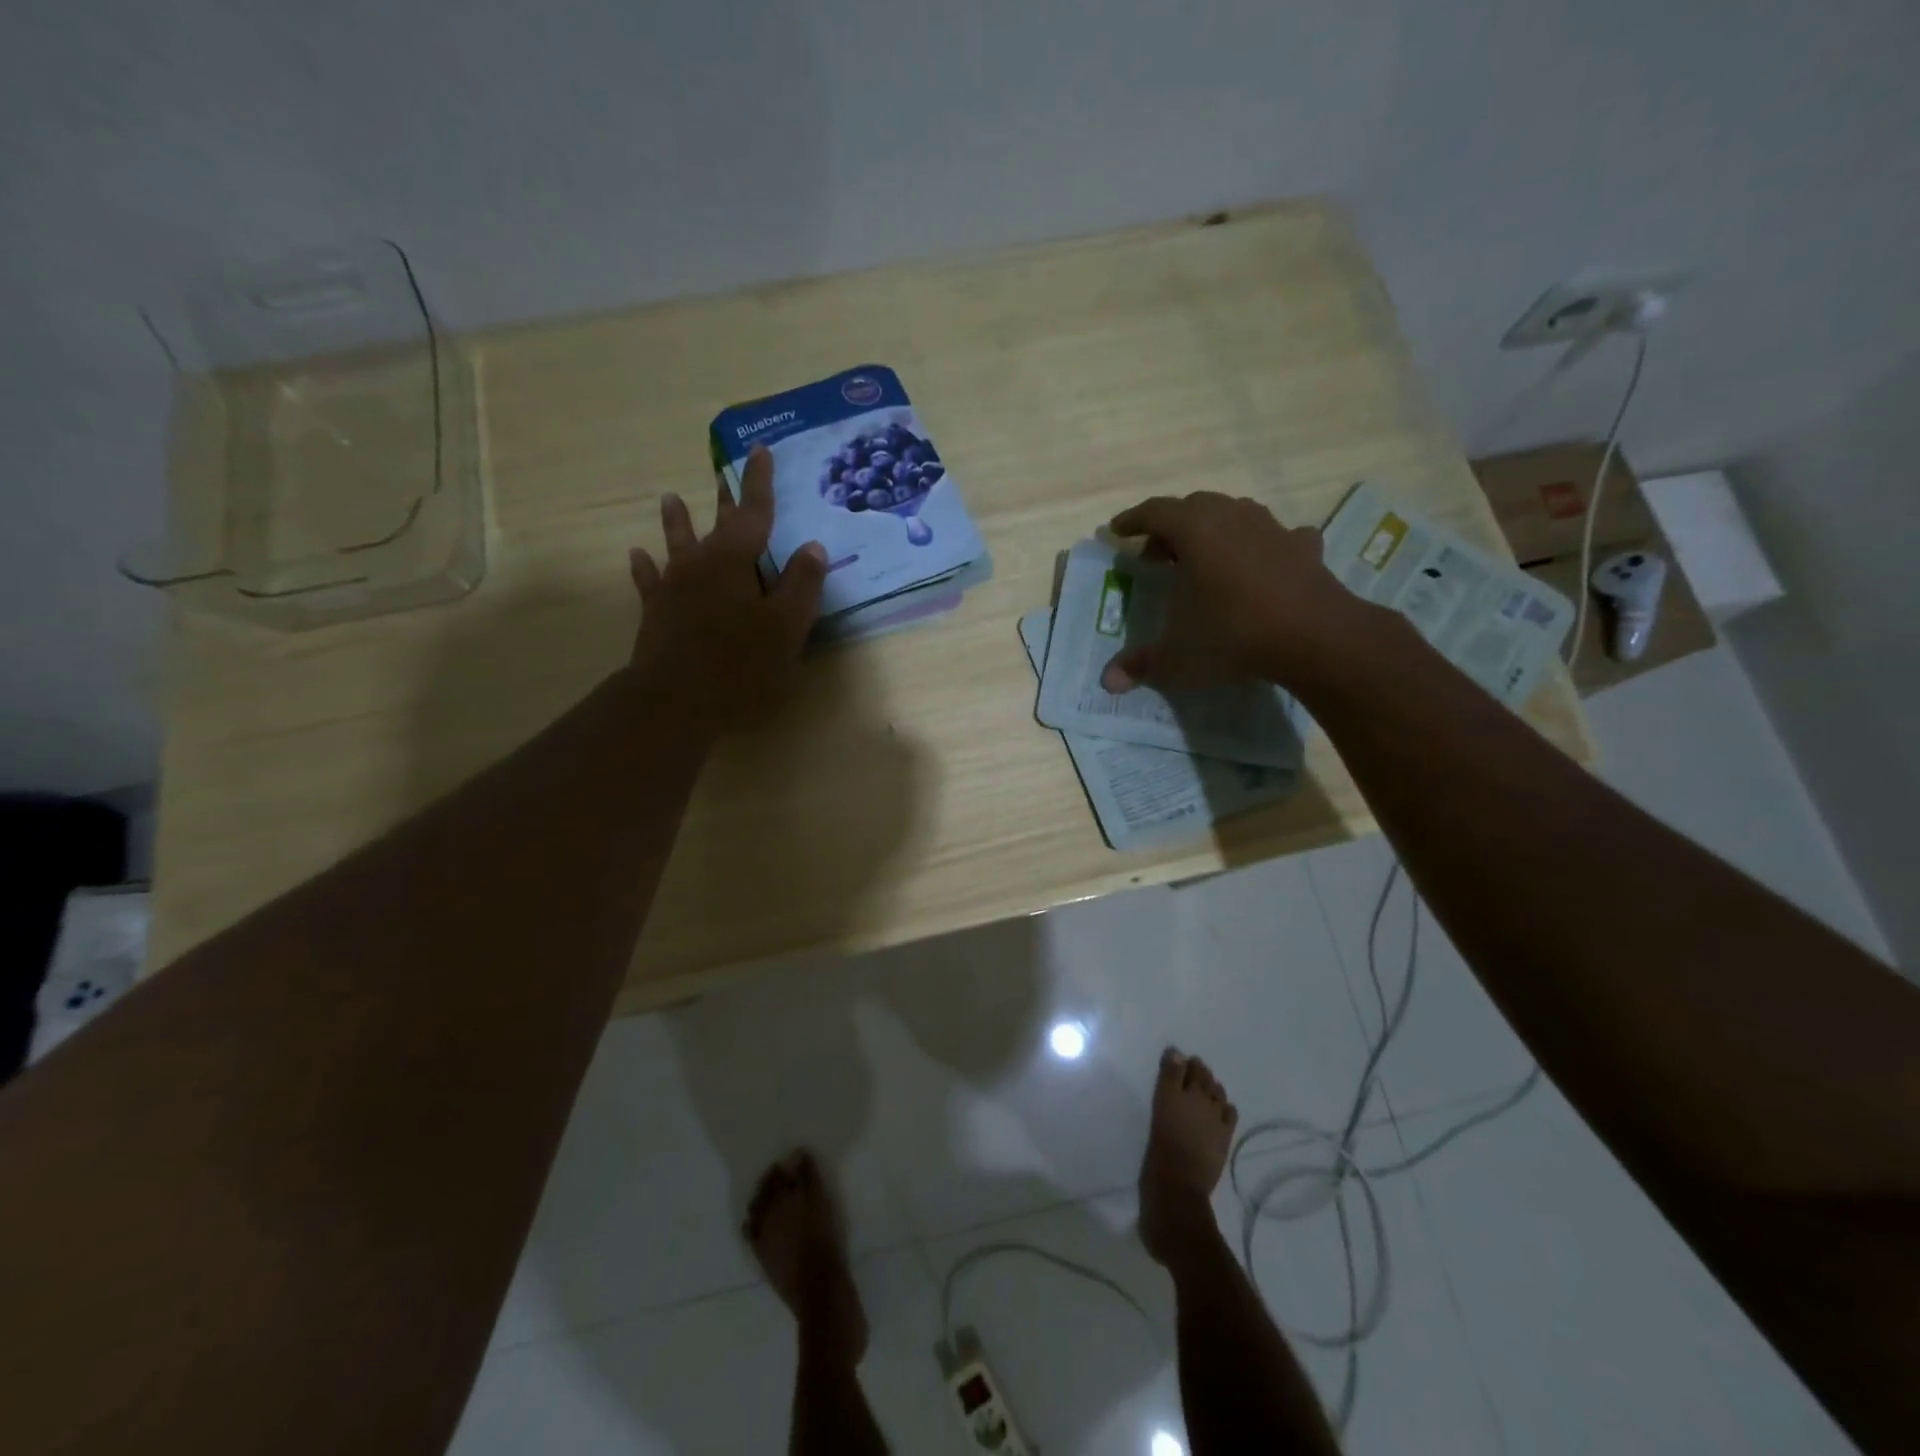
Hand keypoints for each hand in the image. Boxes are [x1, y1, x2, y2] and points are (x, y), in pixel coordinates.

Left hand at [627, 445, 827, 732]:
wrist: (676, 698)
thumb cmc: (740, 662)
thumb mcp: (786, 625)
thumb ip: (801, 584)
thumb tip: (812, 546)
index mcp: (735, 560)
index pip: (753, 512)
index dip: (759, 482)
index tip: (760, 451)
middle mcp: (701, 563)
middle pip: (716, 524)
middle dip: (724, 498)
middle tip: (722, 471)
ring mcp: (673, 586)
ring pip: (676, 545)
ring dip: (677, 522)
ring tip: (670, 498)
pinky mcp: (656, 612)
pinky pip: (649, 581)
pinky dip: (645, 568)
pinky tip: (638, 556)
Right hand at [1100, 492, 1360, 691]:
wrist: (1314, 636)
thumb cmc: (1234, 634)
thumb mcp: (1179, 656)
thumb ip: (1141, 665)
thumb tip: (1108, 682)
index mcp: (1196, 531)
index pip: (1155, 512)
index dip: (1132, 520)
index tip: (1117, 531)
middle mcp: (1232, 518)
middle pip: (1194, 507)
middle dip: (1171, 526)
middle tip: (1157, 554)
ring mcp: (1272, 528)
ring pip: (1235, 514)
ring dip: (1214, 530)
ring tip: (1204, 558)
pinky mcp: (1304, 547)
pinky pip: (1276, 537)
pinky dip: (1261, 546)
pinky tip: (1261, 565)